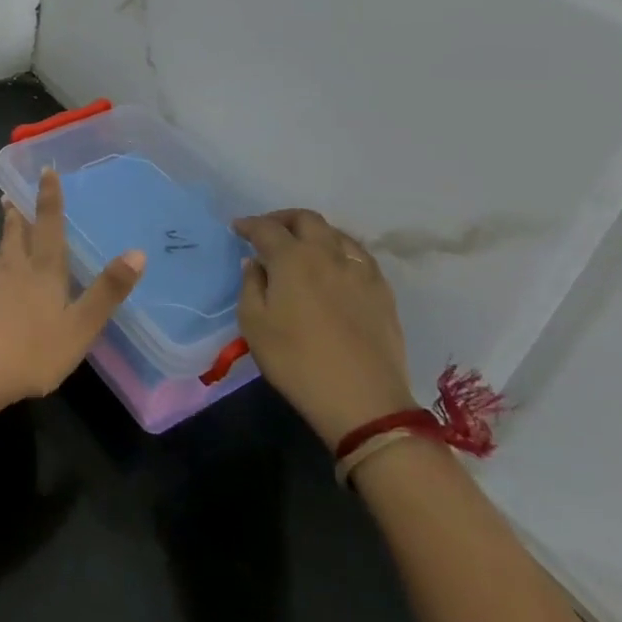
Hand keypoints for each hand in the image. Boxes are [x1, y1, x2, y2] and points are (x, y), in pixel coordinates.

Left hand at [0, 167, 145, 408]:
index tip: (45, 171)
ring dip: (1, 244)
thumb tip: (137, 252)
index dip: (49, 199)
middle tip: (9, 196)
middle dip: (16, 217)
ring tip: (2, 234)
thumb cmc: (36, 351)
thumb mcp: (82, 325)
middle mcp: (14, 273)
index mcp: (44, 273)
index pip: (49, 227)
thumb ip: (108, 291)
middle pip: (16, 238)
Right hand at [233, 209, 415, 449]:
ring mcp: (360, 271)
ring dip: (314, 233)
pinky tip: (336, 268)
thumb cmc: (296, 361)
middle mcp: (327, 254)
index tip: (238, 228)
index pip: (266, 228)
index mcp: (292, 259)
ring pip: (336, 233)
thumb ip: (250, 285)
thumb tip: (255, 264)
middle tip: (269, 232)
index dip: (249, 225)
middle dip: (283, 219)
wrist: (363, 402)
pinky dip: (340, 251)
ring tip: (303, 247)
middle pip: (306, 219)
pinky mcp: (383, 291)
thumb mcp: (254, 325)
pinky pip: (359, 255)